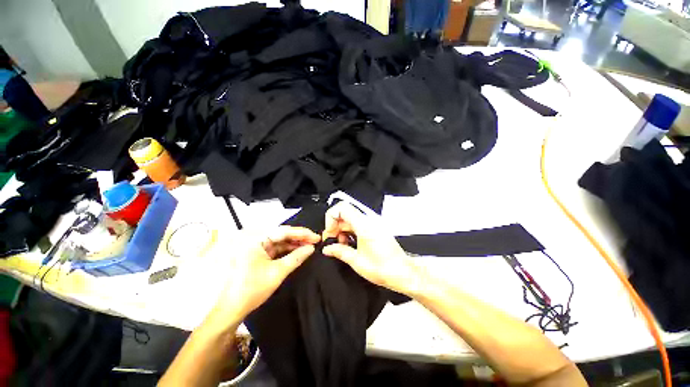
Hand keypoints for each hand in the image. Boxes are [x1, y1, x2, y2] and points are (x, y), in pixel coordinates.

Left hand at [207, 226, 319, 327]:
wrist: (231, 309)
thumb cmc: (252, 289)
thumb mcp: (277, 272)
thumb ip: (296, 257)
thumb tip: (311, 248)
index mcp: (256, 239)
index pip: (284, 231)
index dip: (302, 233)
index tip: (316, 236)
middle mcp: (255, 239)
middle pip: (282, 234)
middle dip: (299, 237)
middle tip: (315, 240)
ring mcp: (256, 247)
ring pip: (280, 241)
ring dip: (295, 243)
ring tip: (309, 245)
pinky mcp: (258, 255)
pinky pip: (276, 248)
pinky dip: (287, 250)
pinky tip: (298, 250)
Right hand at [321, 202, 421, 294]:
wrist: (403, 273)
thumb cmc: (384, 268)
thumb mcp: (357, 261)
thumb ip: (339, 251)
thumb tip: (328, 248)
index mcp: (364, 225)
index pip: (342, 207)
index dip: (331, 217)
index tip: (329, 232)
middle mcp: (369, 221)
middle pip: (345, 213)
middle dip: (335, 226)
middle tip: (332, 241)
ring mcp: (373, 224)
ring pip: (350, 219)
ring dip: (342, 230)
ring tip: (341, 246)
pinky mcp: (375, 229)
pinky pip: (357, 224)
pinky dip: (349, 232)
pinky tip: (349, 245)